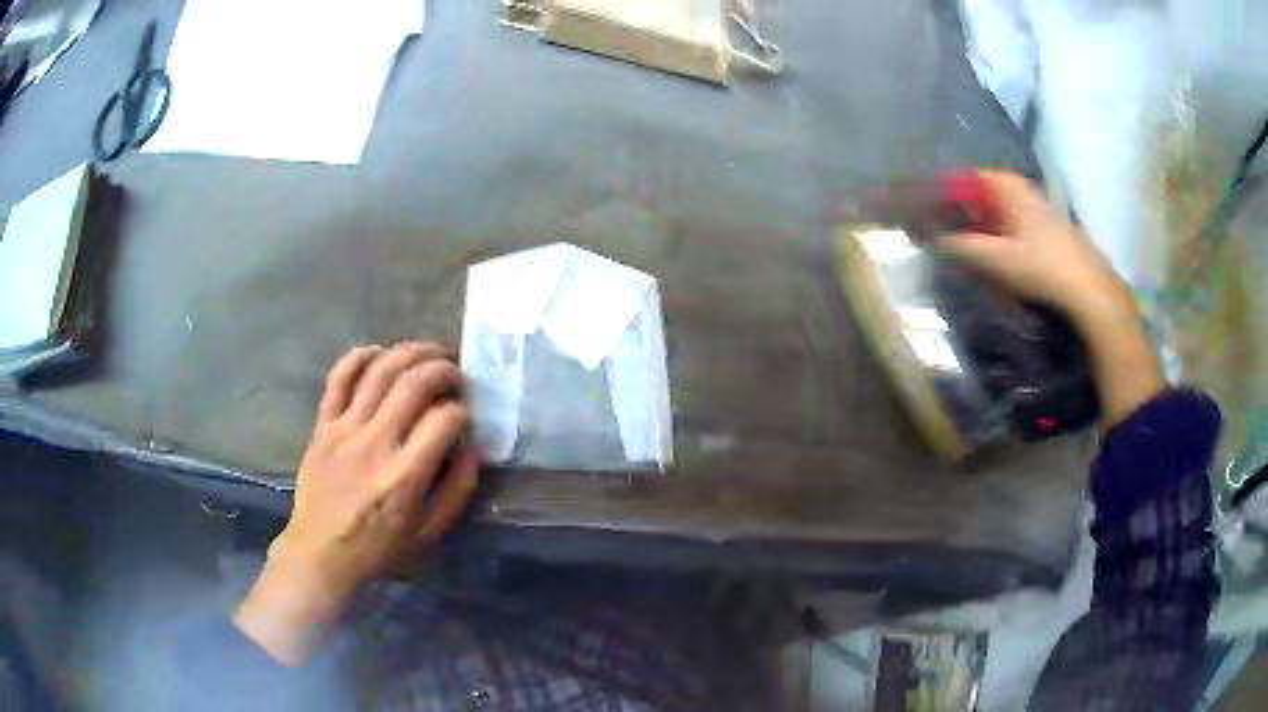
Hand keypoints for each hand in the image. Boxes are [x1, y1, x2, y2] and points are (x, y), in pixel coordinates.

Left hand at [234, 342, 480, 664]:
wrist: (321, 551)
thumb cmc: (380, 547)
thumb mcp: (430, 532)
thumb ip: (458, 488)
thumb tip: (473, 446)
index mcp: (405, 476)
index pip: (444, 421)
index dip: (463, 411)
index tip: (466, 416)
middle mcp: (375, 444)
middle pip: (414, 384)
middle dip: (444, 370)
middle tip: (457, 374)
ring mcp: (345, 429)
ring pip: (380, 371)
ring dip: (411, 352)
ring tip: (429, 353)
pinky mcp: (323, 424)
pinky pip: (339, 377)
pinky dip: (360, 357)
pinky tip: (380, 353)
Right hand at [935, 170, 1132, 323]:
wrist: (1088, 290)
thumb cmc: (1041, 267)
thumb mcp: (995, 259)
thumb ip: (961, 246)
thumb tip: (934, 238)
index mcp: (1007, 186)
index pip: (964, 178)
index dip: (943, 192)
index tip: (925, 211)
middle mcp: (1022, 188)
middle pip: (982, 192)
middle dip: (960, 209)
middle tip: (941, 231)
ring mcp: (1038, 206)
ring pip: (999, 208)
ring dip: (980, 223)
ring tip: (964, 246)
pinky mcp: (1048, 228)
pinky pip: (1013, 222)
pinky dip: (998, 233)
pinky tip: (995, 255)